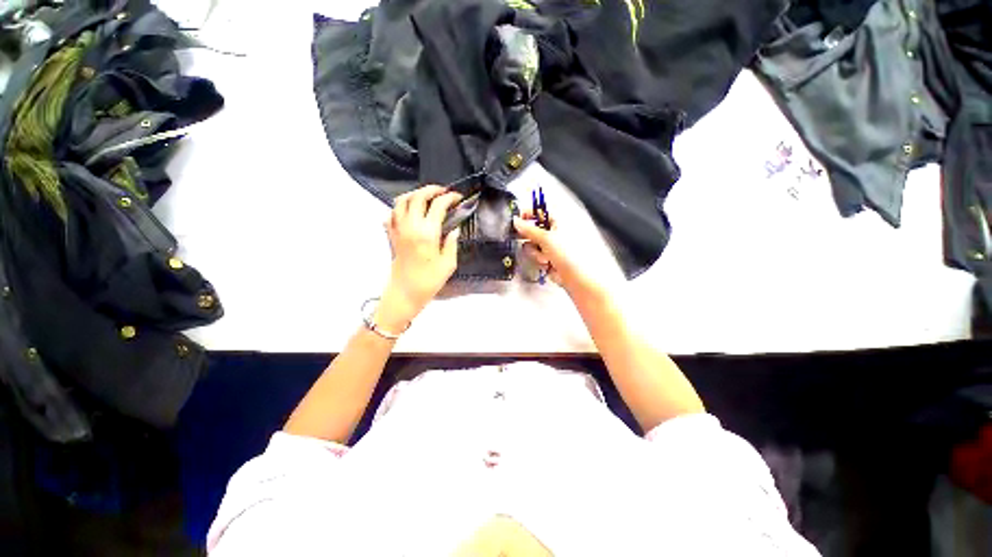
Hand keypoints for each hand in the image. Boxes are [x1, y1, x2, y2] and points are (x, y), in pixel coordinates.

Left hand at [376, 185, 462, 331]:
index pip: (438, 205)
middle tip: (443, 191)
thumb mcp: (448, 264)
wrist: (405, 292)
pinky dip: (401, 207)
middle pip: (417, 196)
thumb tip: (454, 229)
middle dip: (432, 189)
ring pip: (401, 201)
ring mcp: (398, 230)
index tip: (457, 198)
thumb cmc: (429, 281)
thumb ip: (452, 243)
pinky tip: (410, 211)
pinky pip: (392, 214)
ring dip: (415, 194)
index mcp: (427, 234)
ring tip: (426, 196)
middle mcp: (410, 227)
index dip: (449, 198)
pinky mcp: (391, 235)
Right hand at [513, 211, 604, 300]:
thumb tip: (516, 221)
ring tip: (544, 257)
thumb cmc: (569, 254)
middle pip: (534, 229)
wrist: (577, 277)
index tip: (516, 218)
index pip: (540, 211)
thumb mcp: (546, 238)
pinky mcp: (548, 259)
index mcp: (559, 221)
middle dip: (529, 236)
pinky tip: (546, 264)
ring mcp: (551, 246)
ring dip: (535, 252)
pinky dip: (539, 260)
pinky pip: (536, 256)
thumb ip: (528, 229)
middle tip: (519, 238)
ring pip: (533, 245)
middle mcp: (555, 232)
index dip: (528, 213)